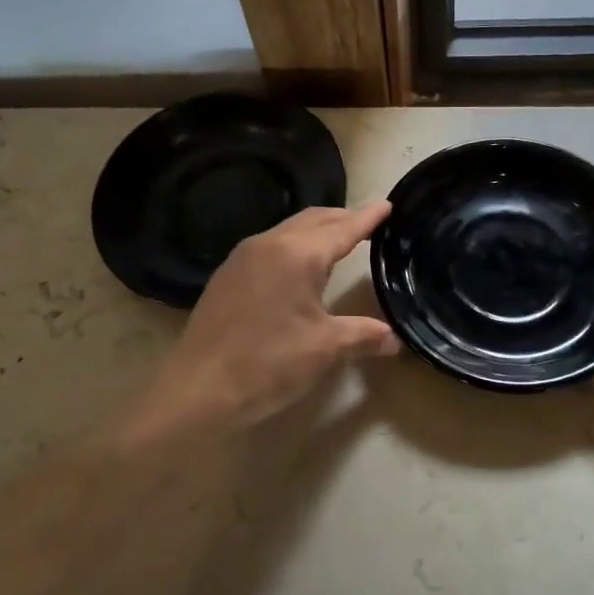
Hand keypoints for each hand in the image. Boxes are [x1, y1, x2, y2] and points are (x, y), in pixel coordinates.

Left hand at [125, 202, 400, 439]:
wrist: (199, 389)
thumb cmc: (268, 363)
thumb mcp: (324, 349)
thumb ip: (363, 336)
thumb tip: (395, 339)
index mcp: (298, 255)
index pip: (343, 228)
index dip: (368, 218)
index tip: (388, 205)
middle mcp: (269, 244)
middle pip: (314, 220)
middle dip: (343, 218)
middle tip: (369, 223)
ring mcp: (243, 257)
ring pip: (289, 229)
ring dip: (317, 230)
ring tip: (338, 240)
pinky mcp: (227, 274)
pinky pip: (270, 245)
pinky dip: (294, 244)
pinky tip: (299, 265)